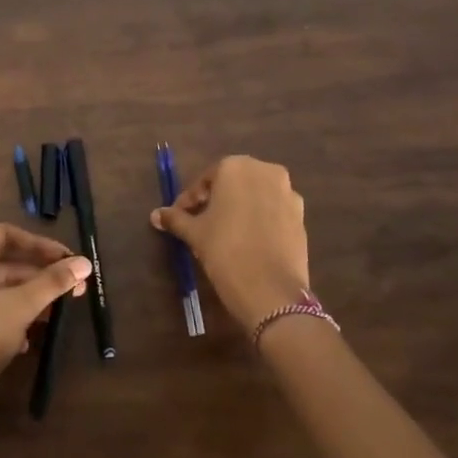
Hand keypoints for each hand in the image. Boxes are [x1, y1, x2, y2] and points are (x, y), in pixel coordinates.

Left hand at [0, 223, 91, 399]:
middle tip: (72, 286)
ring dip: (27, 299)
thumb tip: (85, 264)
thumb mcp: (21, 305)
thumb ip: (53, 282)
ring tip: (57, 311)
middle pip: (1, 265)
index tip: (66, 258)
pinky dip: (7, 318)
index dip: (38, 244)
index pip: (3, 235)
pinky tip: (29, 339)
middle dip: (38, 276)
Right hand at [151, 155, 309, 327]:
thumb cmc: (225, 250)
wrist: (271, 291)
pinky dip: (260, 220)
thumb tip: (156, 215)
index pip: (206, 180)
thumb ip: (176, 219)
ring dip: (239, 208)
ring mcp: (288, 193)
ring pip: (255, 196)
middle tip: (200, 222)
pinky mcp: (301, 217)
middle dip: (216, 200)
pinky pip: (273, 212)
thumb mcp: (195, 233)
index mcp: (236, 167)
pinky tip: (249, 241)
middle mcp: (265, 171)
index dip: (190, 199)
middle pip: (233, 183)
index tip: (180, 216)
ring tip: (225, 233)